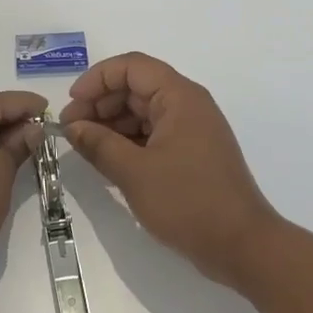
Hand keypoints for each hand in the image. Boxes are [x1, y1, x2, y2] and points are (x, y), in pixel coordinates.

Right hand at [59, 53, 280, 289]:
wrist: (242, 245)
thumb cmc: (188, 201)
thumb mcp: (134, 173)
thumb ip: (99, 144)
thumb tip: (73, 127)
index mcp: (179, 97)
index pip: (132, 67)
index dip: (97, 79)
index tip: (72, 105)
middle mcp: (188, 105)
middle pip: (136, 87)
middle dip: (100, 103)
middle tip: (70, 130)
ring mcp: (191, 130)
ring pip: (143, 112)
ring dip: (112, 124)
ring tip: (84, 147)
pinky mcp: (192, 154)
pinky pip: (154, 134)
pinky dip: (128, 142)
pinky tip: (108, 159)